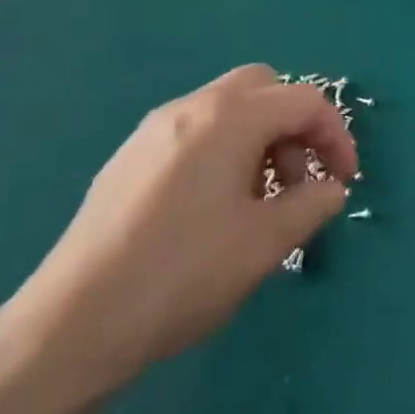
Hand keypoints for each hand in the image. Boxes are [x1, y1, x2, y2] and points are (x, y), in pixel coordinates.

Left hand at [11, 65, 356, 394]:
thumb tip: (330, 188)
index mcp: (229, 117)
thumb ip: (312, 204)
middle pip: (264, 88)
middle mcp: (191, 107)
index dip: (336, 136)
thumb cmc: (182, 274)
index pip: (304, 101)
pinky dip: (225, 149)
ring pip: (228, 108)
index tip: (343, 182)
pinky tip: (214, 207)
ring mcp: (153, 129)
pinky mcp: (129, 157)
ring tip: (261, 200)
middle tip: (300, 179)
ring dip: (261, 137)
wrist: (70, 325)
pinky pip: (195, 131)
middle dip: (295, 125)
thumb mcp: (265, 243)